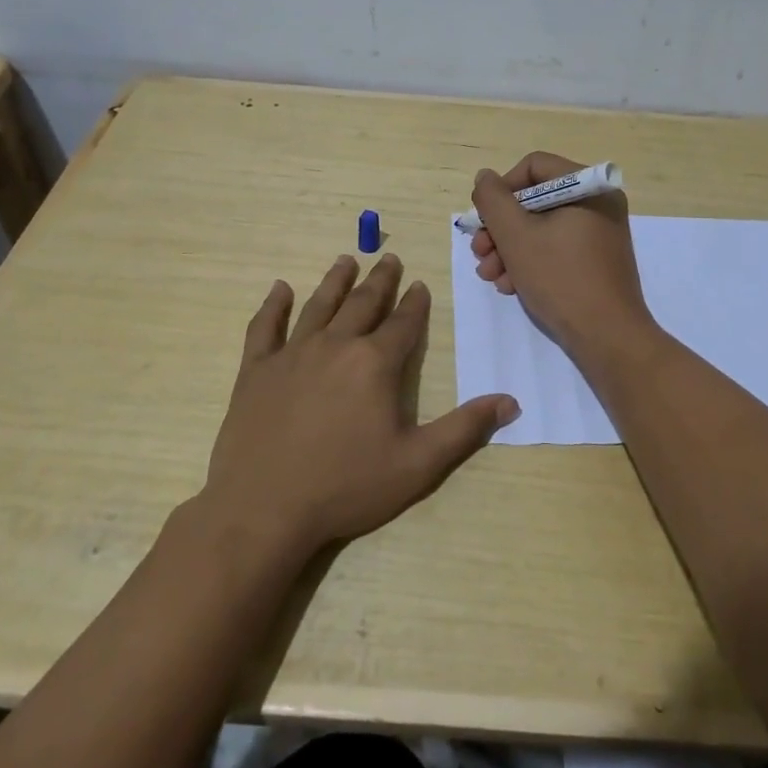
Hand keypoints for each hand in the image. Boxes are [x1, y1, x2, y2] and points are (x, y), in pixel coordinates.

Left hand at [203, 253, 518, 555]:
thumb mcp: (418, 464)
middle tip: (389, 258)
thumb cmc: (346, 487)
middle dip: (380, 280)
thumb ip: (464, 429)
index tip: (420, 285)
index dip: (415, 304)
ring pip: (319, 306)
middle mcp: (335, 346)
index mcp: (375, 364)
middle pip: (363, 303)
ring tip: (346, 260)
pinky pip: (265, 327)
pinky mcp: (256, 370)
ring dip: (335, 281)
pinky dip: (273, 305)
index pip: (403, 323)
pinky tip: (279, 288)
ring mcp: (292, 354)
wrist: (264, 509)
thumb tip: (510, 401)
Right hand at [469, 152, 658, 361]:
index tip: (484, 219)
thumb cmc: (560, 278)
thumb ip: (493, 200)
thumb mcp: (516, 235)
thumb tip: (485, 178)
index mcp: (588, 188)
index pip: (534, 167)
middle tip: (480, 253)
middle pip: (535, 200)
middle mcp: (598, 204)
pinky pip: (556, 248)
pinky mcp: (596, 261)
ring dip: (509, 249)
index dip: (502, 189)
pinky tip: (511, 285)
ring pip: (541, 228)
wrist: (607, 337)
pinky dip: (530, 262)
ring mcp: (599, 234)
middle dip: (500, 228)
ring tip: (491, 276)